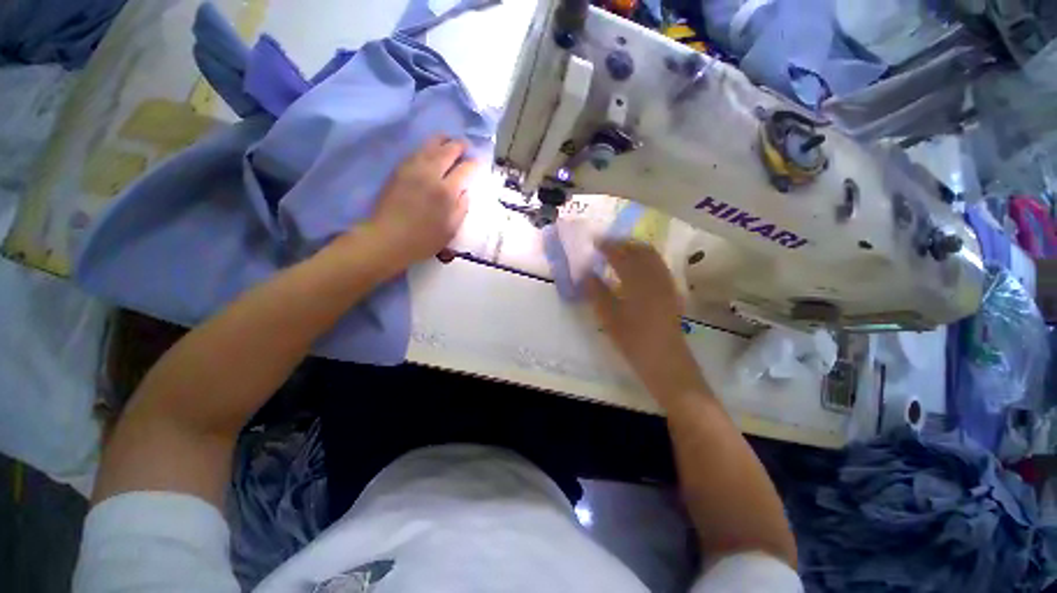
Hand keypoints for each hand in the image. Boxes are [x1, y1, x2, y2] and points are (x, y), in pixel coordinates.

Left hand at [366, 136, 478, 266]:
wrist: (388, 238)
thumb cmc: (423, 240)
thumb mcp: (451, 230)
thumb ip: (461, 208)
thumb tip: (465, 191)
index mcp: (446, 192)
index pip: (465, 169)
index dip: (474, 164)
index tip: (478, 162)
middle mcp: (430, 175)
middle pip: (447, 151)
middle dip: (459, 145)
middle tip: (466, 145)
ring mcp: (413, 169)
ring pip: (430, 146)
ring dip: (442, 140)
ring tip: (449, 140)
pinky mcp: (399, 170)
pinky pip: (416, 151)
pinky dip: (427, 147)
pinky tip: (430, 150)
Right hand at [586, 240, 707, 400]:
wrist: (666, 363)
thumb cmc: (634, 341)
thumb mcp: (609, 318)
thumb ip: (597, 293)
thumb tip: (586, 273)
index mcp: (638, 282)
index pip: (621, 255)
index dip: (608, 245)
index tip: (595, 240)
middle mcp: (655, 277)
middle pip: (641, 250)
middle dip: (624, 243)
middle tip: (607, 244)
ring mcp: (666, 284)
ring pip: (653, 257)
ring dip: (636, 249)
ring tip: (620, 251)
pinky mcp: (671, 293)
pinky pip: (659, 267)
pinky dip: (646, 259)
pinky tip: (638, 268)